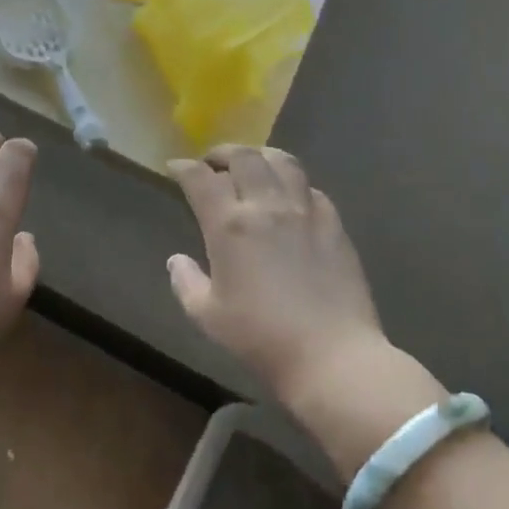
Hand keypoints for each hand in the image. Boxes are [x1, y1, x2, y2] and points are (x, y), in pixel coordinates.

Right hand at [168, 146, 445, 475]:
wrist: (332, 356)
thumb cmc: (261, 338)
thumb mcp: (208, 316)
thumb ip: (186, 282)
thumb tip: (177, 260)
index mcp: (229, 224)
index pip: (200, 178)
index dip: (183, 167)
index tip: (174, 168)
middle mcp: (266, 205)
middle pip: (243, 156)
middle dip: (221, 152)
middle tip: (212, 162)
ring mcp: (304, 211)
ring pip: (282, 161)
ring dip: (260, 156)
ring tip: (252, 165)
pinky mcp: (334, 224)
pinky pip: (311, 188)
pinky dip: (293, 183)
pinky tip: (290, 196)